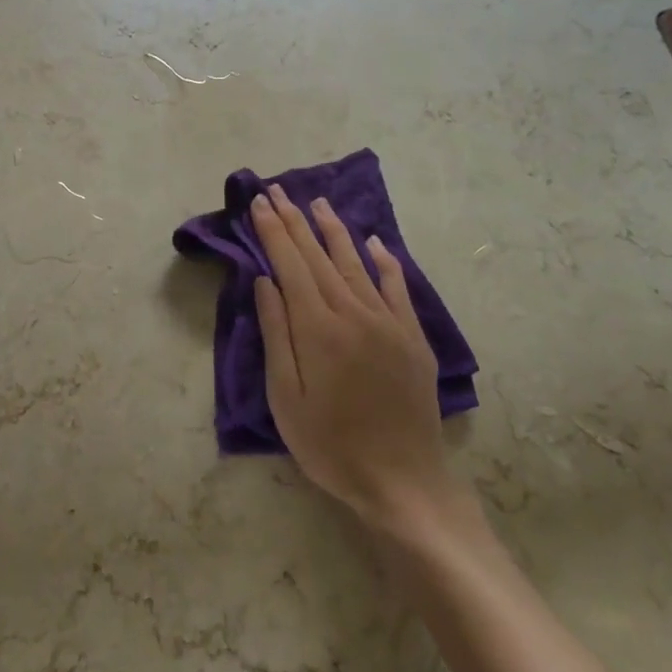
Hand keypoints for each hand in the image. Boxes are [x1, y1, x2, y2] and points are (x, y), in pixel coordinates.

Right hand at [250, 185, 464, 531]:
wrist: (403, 481)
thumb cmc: (330, 445)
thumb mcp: (286, 397)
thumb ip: (276, 334)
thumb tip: (265, 281)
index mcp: (318, 328)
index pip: (290, 265)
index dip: (273, 232)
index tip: (260, 203)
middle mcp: (354, 313)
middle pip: (319, 256)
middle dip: (295, 221)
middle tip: (278, 191)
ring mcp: (388, 322)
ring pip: (355, 263)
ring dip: (334, 230)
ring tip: (318, 203)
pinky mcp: (412, 336)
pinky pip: (397, 287)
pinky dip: (385, 261)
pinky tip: (375, 242)